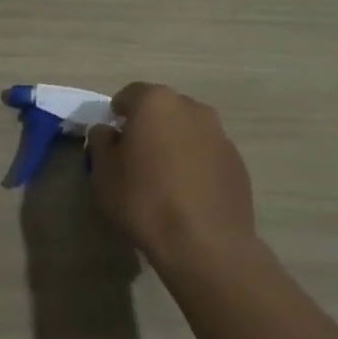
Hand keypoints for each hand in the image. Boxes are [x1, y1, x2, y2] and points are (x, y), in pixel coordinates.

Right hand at [88, 83, 257, 268]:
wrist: (205, 243)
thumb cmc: (145, 202)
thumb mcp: (104, 175)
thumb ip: (101, 143)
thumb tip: (106, 131)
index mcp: (156, 103)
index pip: (129, 95)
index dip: (117, 114)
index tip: (112, 138)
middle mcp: (192, 108)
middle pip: (163, 109)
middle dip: (148, 125)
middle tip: (136, 156)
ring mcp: (219, 134)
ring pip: (188, 129)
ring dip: (174, 143)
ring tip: (164, 176)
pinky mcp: (237, 161)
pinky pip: (207, 152)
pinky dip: (195, 162)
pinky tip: (187, 192)